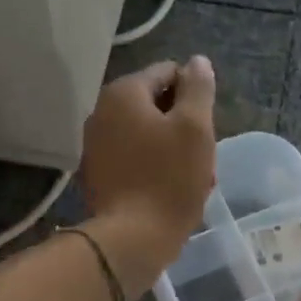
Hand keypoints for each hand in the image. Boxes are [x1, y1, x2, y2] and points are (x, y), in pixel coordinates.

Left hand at [81, 57, 216, 297]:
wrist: (131, 239)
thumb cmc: (169, 178)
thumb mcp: (195, 128)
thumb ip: (198, 89)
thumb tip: (197, 61)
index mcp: (123, 93)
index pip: (168, 73)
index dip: (194, 96)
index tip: (206, 129)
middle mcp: (101, 112)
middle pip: (156, 106)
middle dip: (183, 128)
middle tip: (203, 158)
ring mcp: (95, 146)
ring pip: (147, 136)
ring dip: (172, 151)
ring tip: (192, 181)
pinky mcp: (97, 175)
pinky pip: (133, 160)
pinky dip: (153, 168)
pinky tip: (169, 192)